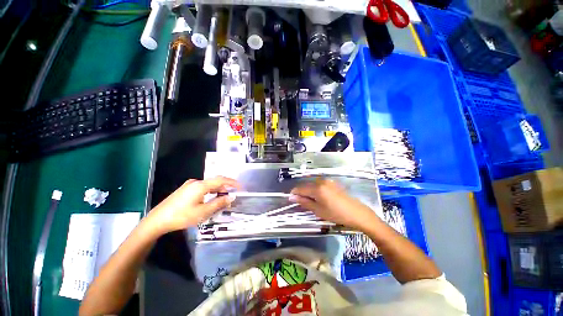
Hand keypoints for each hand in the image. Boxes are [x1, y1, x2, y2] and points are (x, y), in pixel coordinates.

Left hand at [147, 176, 240, 233]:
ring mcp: (189, 185)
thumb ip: (219, 203)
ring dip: (218, 190)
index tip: (241, 187)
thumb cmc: (181, 216)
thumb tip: (231, 197)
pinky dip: (210, 192)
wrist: (157, 220)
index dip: (232, 182)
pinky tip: (211, 199)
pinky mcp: (185, 189)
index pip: (221, 179)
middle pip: (215, 181)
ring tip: (224, 198)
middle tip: (233, 195)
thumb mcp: (203, 212)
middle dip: (226, 187)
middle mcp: (196, 182)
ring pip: (209, 185)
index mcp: (201, 185)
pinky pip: (202, 188)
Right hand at [290, 179, 379, 231]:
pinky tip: (319, 198)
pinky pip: (319, 184)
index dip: (294, 193)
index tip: (291, 199)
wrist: (356, 213)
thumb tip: (292, 197)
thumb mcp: (318, 210)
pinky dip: (316, 190)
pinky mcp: (332, 182)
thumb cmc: (336, 214)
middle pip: (306, 185)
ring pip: (312, 184)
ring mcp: (327, 181)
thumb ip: (304, 202)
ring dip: (309, 192)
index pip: (300, 188)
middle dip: (302, 193)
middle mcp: (321, 181)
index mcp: (317, 188)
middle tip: (302, 203)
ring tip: (311, 202)